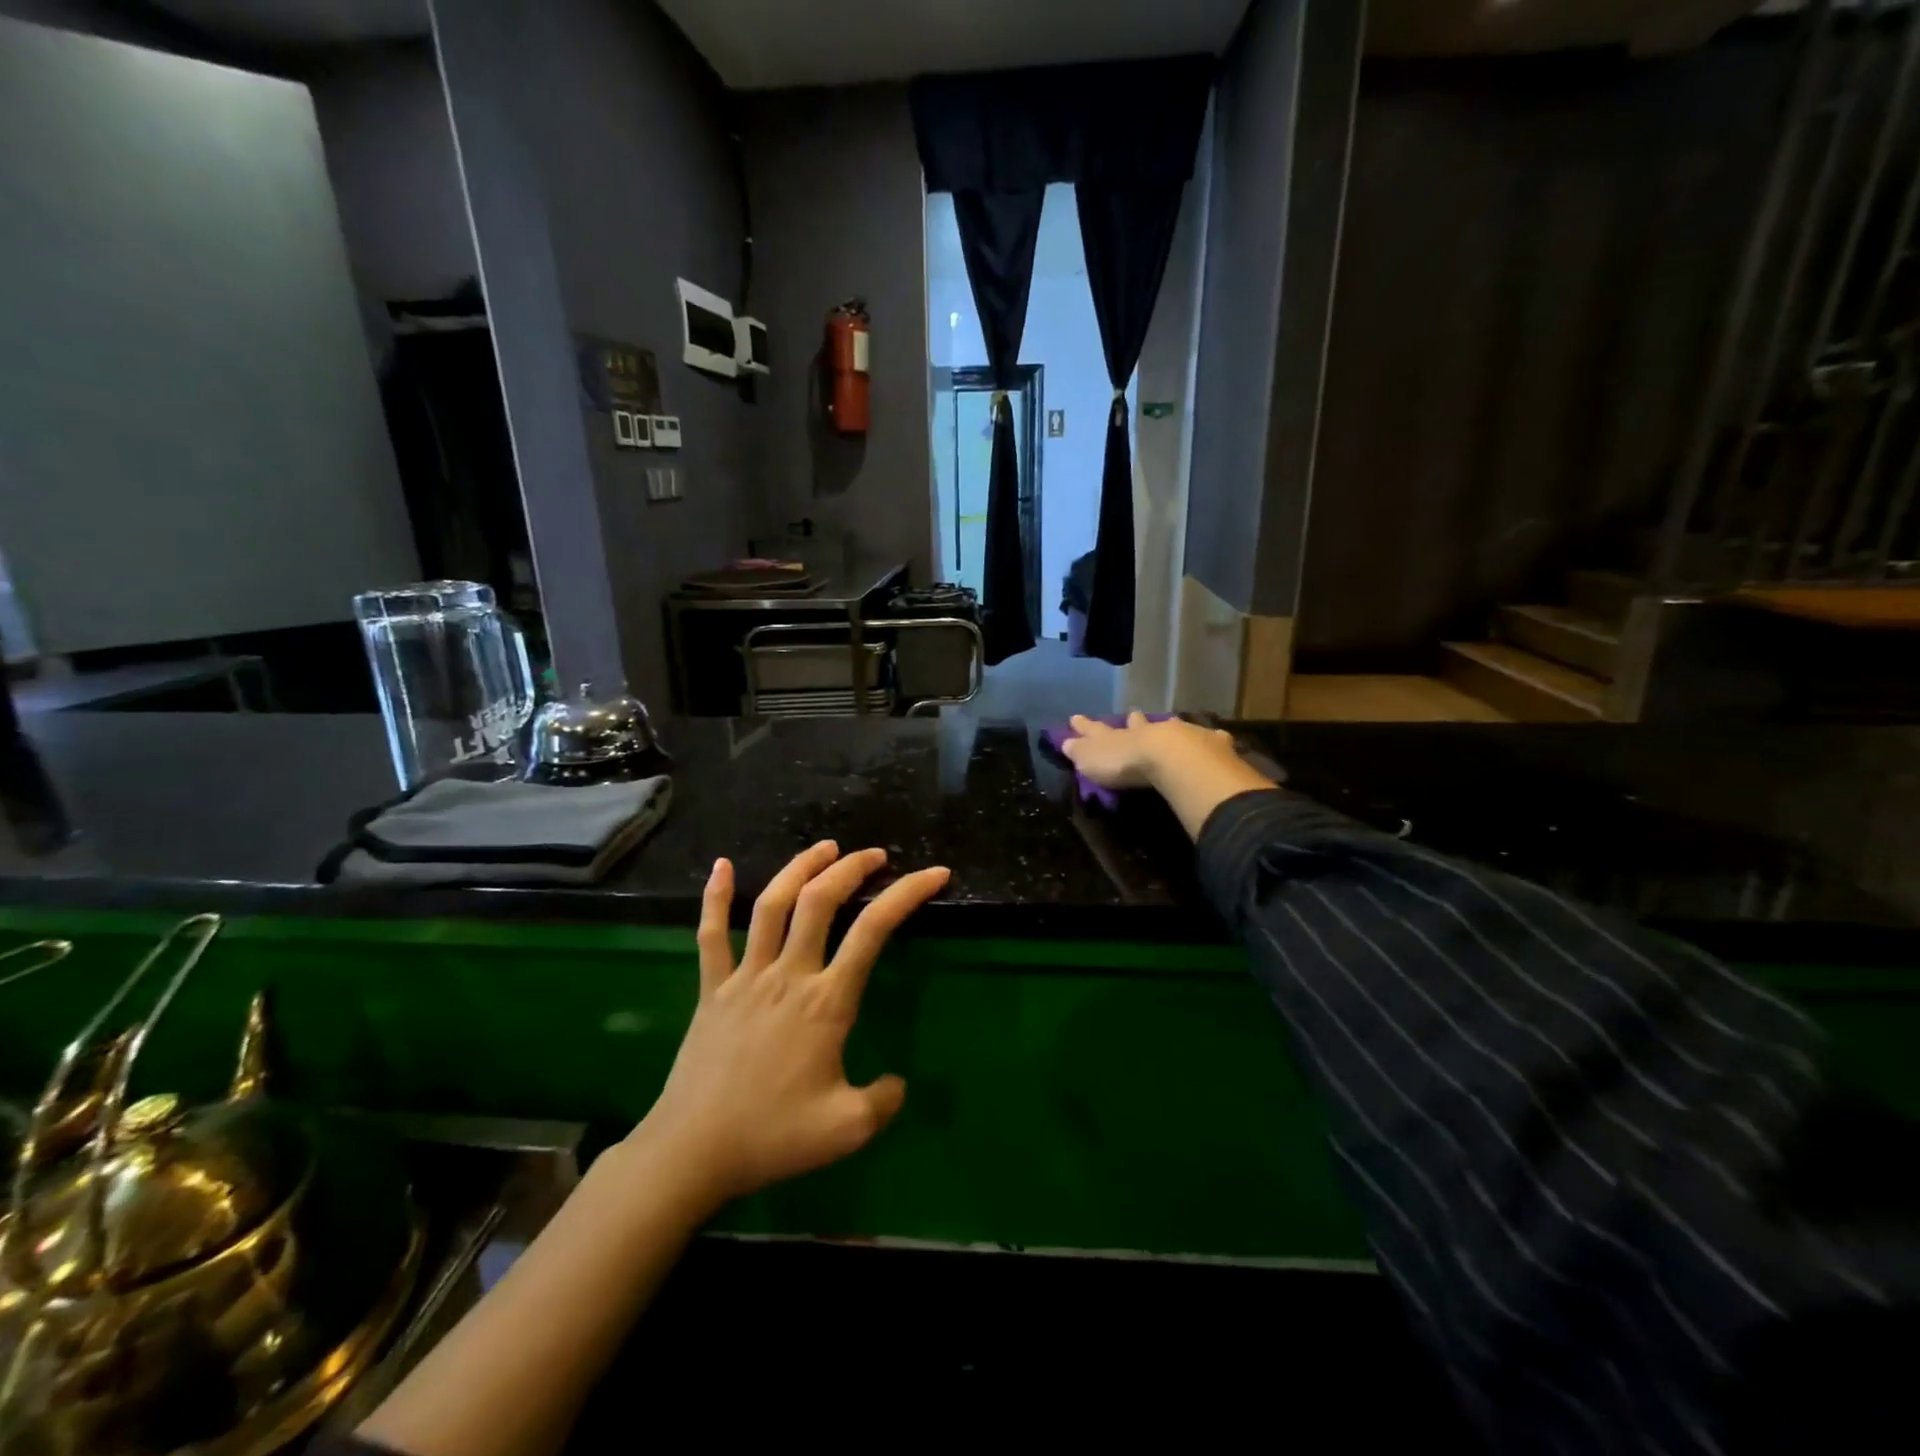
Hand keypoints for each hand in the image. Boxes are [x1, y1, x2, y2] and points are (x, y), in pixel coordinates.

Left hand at [633, 842, 948, 1211]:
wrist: (692, 1151)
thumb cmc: (772, 1137)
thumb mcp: (846, 1130)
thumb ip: (883, 1102)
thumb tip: (898, 1083)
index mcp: (826, 1002)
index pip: (873, 931)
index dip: (906, 893)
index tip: (933, 874)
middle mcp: (788, 975)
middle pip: (819, 901)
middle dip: (851, 868)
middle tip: (874, 855)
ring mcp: (745, 976)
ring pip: (771, 904)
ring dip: (799, 868)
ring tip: (825, 847)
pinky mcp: (711, 988)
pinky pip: (710, 934)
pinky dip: (715, 897)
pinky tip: (722, 865)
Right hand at [1060, 711, 1238, 789]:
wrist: (1170, 758)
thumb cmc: (1125, 763)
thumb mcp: (1092, 760)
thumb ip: (1080, 751)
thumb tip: (1064, 741)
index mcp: (1117, 737)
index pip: (1097, 730)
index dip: (1086, 726)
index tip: (1075, 717)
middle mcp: (1146, 731)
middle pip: (1137, 724)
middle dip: (1132, 721)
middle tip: (1132, 714)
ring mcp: (1177, 735)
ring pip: (1170, 727)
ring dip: (1167, 726)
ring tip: (1169, 721)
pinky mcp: (1206, 745)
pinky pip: (1207, 739)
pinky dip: (1209, 739)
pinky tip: (1217, 737)